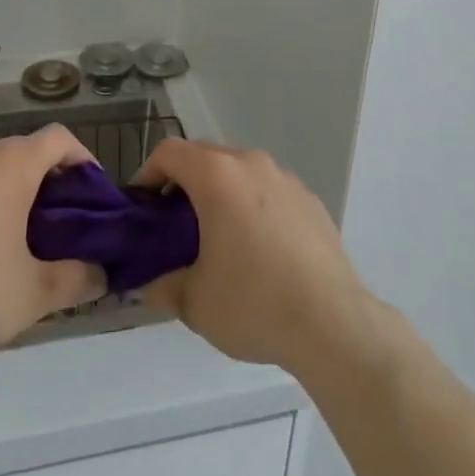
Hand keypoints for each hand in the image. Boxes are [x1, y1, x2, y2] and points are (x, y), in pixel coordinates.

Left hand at [0, 125, 105, 363]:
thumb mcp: (35, 293)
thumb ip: (77, 279)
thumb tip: (102, 277)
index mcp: (12, 164)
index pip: (59, 138)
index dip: (83, 158)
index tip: (93, 194)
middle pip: (25, 151)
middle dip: (49, 181)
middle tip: (63, 223)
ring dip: (13, 193)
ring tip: (21, 240)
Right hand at [133, 139, 373, 375]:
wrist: (332, 323)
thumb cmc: (254, 303)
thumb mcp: (194, 302)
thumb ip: (161, 284)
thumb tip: (147, 282)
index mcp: (217, 176)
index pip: (169, 152)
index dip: (148, 174)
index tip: (142, 209)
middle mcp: (251, 163)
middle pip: (204, 156)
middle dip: (182, 184)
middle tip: (172, 227)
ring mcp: (285, 178)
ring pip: (239, 172)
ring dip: (219, 193)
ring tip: (216, 239)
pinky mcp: (309, 199)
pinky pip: (268, 190)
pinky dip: (252, 206)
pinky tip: (257, 251)